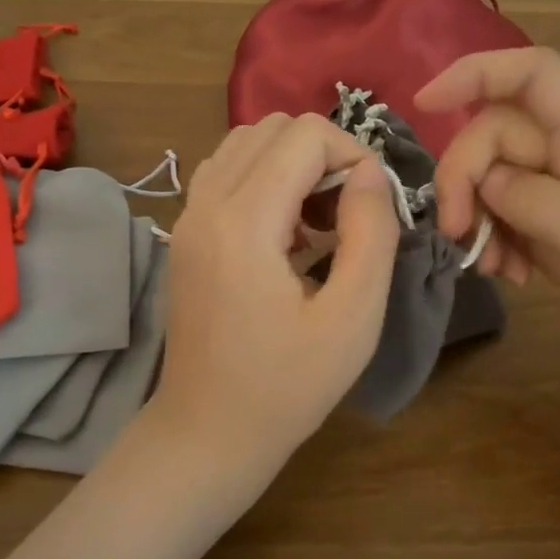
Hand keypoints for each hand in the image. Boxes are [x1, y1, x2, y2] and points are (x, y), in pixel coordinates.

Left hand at [150, 113, 400, 482]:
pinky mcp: (185, 231)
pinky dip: (264, 177)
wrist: (207, 432)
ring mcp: (187, 215)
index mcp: (243, 221)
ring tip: (319, 221)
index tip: (374, 206)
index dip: (353, 155)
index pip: (304, 135)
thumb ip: (371, 232)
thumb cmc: (287, 386)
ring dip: (293, 163)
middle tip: (348, 214)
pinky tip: (285, 231)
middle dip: (324, 154)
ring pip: (246, 141)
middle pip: (272, 126)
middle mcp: (205, 203)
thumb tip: (370, 171)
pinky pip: (226, 170)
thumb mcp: (353, 317)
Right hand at [417, 48, 559, 415]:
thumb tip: (483, 177)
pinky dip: (496, 243)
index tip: (424, 106)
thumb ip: (538, 202)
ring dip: (477, 215)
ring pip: (498, 181)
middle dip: (464, 175)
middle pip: (500, 135)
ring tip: (491, 268)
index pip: (534, 76)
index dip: (476, 72)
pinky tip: (511, 279)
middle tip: (454, 233)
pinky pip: (512, 222)